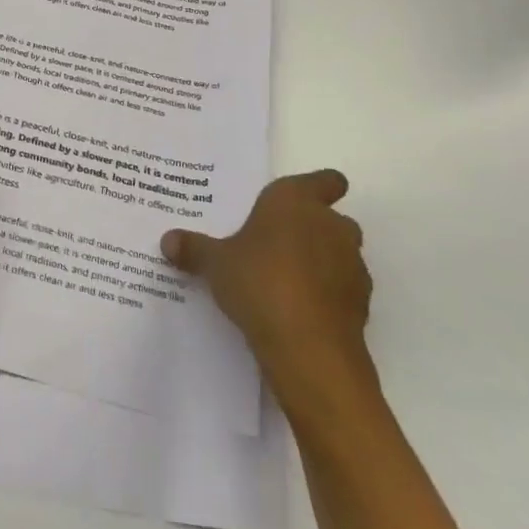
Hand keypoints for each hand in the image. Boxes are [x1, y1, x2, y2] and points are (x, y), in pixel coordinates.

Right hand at [161, 171, 375, 422]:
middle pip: (332, 219)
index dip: (320, 188)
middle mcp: (331, 225)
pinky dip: (328, 296)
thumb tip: (167, 241)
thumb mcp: (214, 263)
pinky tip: (300, 312)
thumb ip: (194, 248)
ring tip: (285, 283)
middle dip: (311, 230)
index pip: (327, 180)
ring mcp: (352, 265)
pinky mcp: (361, 304)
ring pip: (340, 254)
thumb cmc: (259, 282)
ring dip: (322, 263)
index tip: (300, 202)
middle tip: (276, 246)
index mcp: (296, 201)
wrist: (308, 348)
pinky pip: (343, 290)